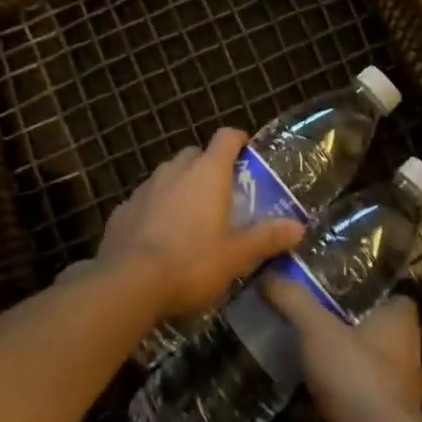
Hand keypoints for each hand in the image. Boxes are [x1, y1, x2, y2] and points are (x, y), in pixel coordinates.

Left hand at [97, 128, 302, 319]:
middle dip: (207, 166)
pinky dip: (154, 208)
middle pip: (195, 154)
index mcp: (207, 173)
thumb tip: (299, 226)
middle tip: (220, 193)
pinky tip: (157, 236)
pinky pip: (144, 200)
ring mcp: (145, 188)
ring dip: (180, 186)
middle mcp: (175, 170)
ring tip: (190, 216)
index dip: (238, 140)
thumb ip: (266, 238)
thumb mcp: (236, 256)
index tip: (247, 152)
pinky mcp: (121, 210)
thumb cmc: (191, 263)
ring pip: (167, 175)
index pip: (226, 137)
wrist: (127, 284)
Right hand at [265, 281, 421, 421]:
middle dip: (340, 328)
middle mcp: (400, 359)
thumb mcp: (318, 327)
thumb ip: (294, 300)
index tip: (336, 285)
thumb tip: (269, 275)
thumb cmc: (356, 376)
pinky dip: (317, 404)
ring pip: (354, 372)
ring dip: (328, 367)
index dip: (369, 291)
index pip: (393, 299)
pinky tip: (288, 397)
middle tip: (304, 315)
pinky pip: (340, 408)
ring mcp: (386, 398)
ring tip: (291, 351)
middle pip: (370, 334)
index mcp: (399, 326)